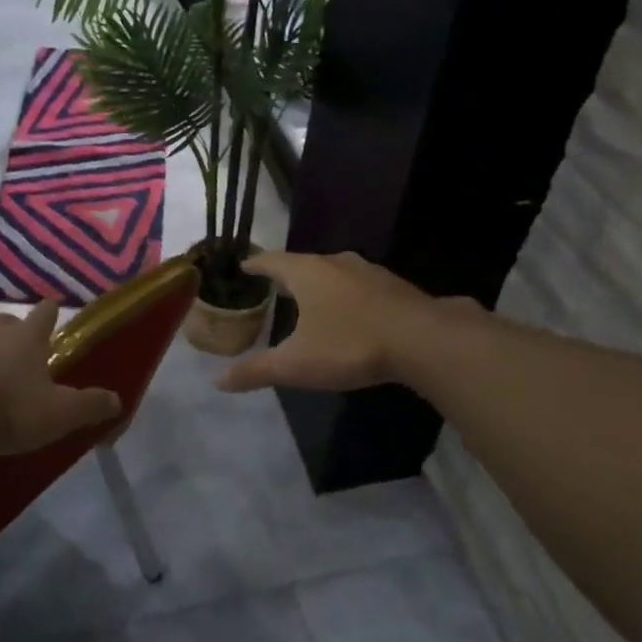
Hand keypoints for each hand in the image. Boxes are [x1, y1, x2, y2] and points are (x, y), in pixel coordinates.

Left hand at [0, 300, 120, 456]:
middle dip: (14, 334)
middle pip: (7, 321)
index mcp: (27, 338)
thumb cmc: (7, 413)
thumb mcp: (59, 416)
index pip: (45, 313)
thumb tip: (118, 399)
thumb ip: (91, 406)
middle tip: (18, 358)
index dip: (52, 312)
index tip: (54, 311)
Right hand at [217, 251, 468, 394]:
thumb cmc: (350, 345)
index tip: (244, 267)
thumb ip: (257, 371)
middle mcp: (336, 263)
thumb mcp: (297, 364)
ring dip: (320, 283)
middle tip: (273, 287)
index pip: (272, 260)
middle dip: (287, 275)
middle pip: (303, 263)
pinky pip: (360, 285)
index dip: (255, 264)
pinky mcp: (395, 286)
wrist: (423, 340)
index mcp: (307, 272)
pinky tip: (352, 312)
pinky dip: (347, 294)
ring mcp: (369, 271)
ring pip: (335, 272)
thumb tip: (218, 381)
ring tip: (310, 299)